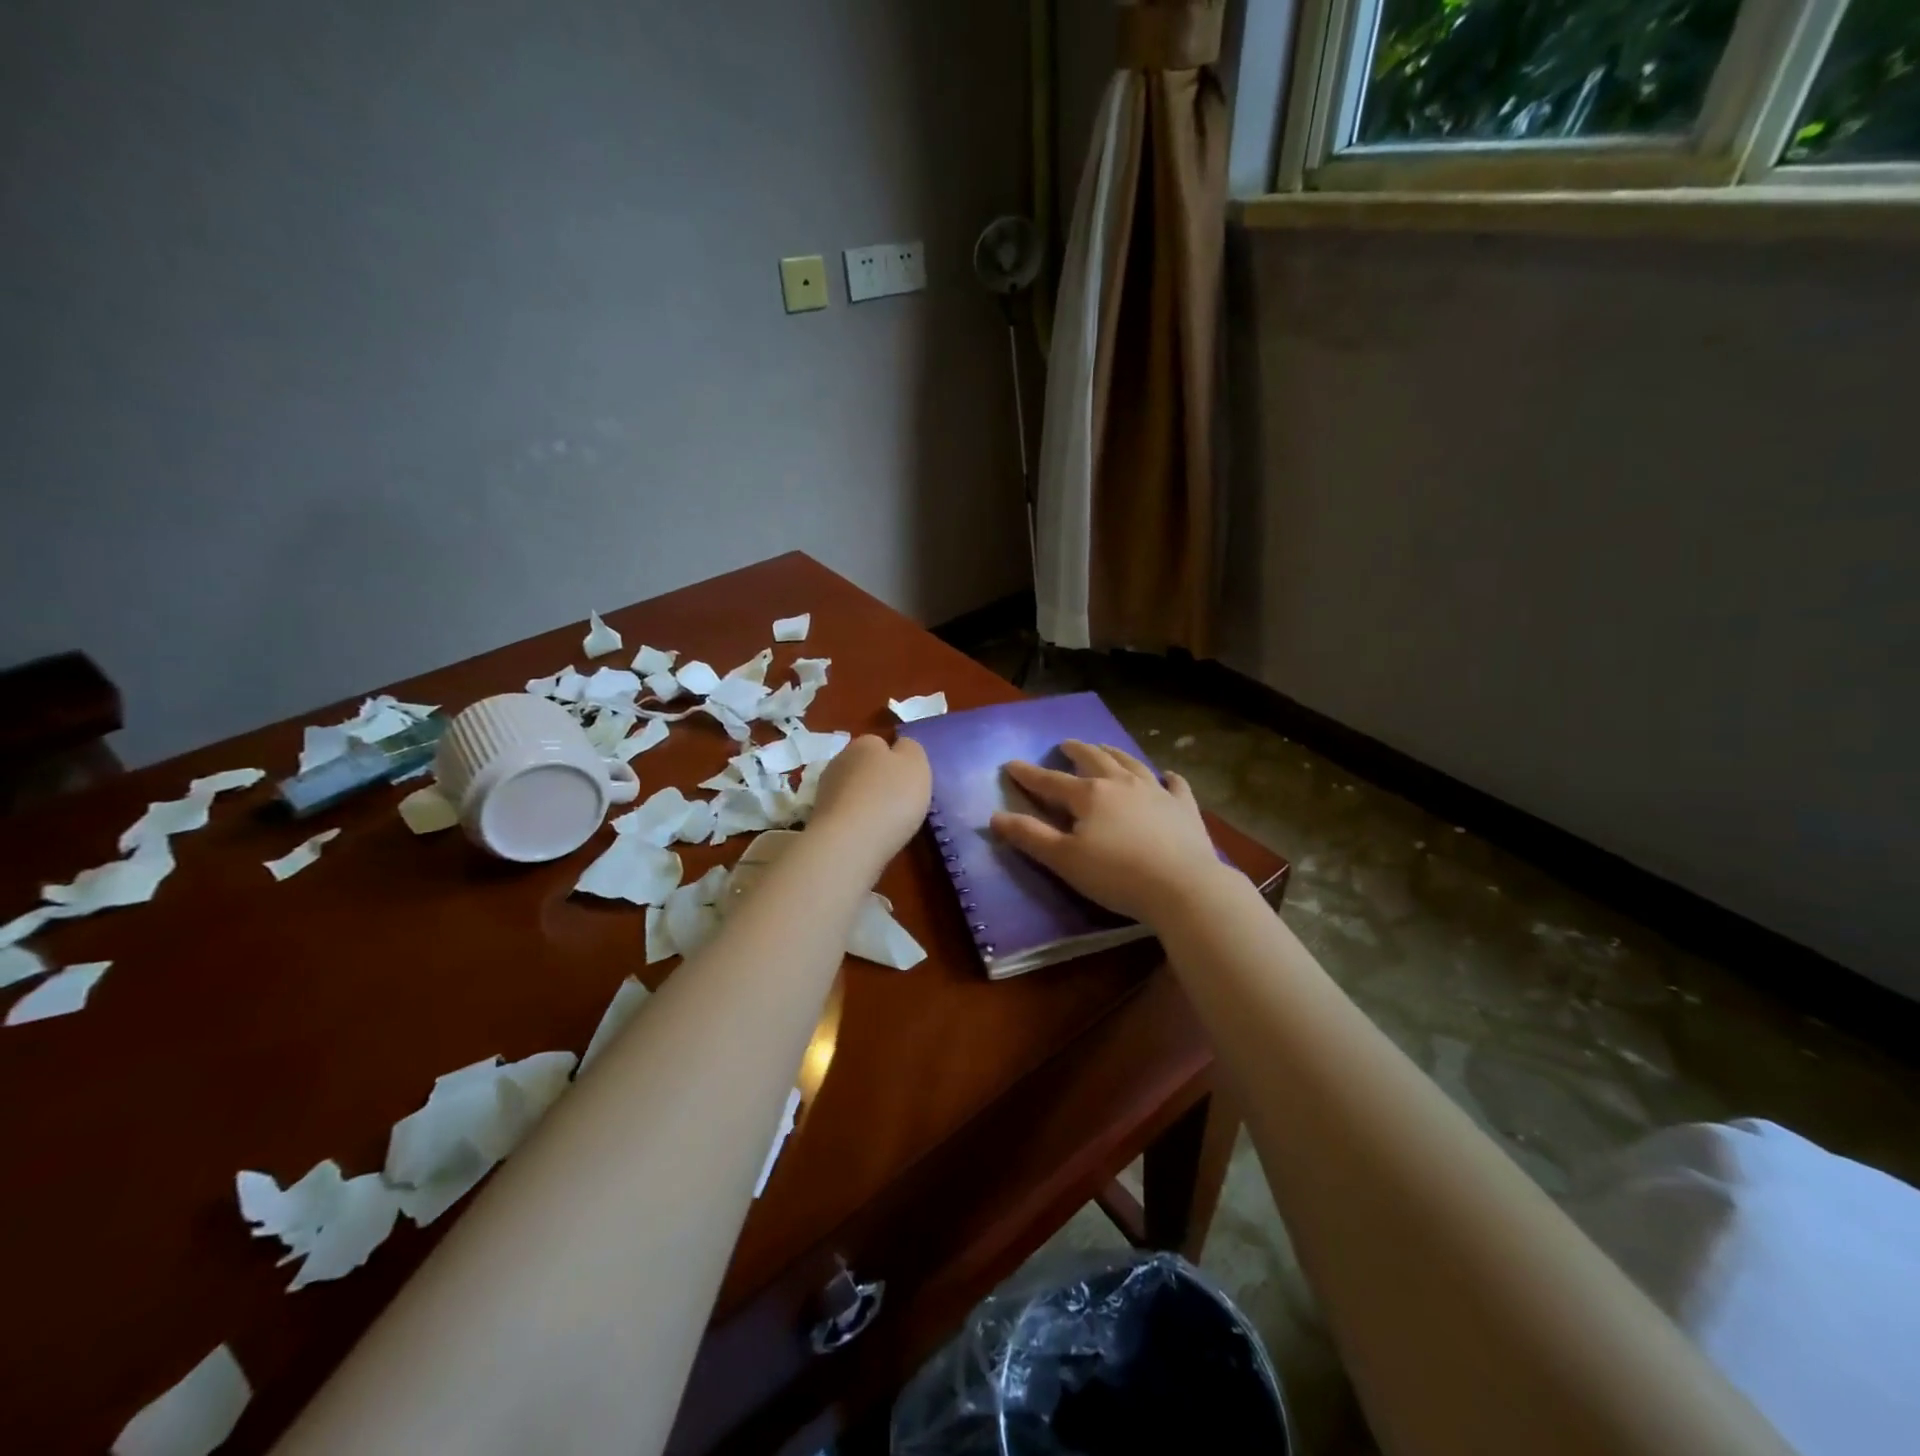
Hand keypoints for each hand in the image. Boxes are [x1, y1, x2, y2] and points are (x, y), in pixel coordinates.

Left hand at [808, 734, 930, 867]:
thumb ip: (911, 749)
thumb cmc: (890, 798)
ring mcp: (825, 790)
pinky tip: (867, 836)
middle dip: (878, 781)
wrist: (849, 843)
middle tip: (899, 802)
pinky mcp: (818, 818)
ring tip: (884, 823)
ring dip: (865, 802)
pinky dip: (854, 821)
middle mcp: (840, 760)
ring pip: (852, 790)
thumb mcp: (916, 765)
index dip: (896, 761)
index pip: (880, 744)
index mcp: (865, 743)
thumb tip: (900, 747)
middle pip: (864, 767)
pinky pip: (844, 814)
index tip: (907, 780)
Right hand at [990, 741, 1227, 925]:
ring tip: (1105, 748)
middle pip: (1094, 759)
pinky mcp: (1184, 807)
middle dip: (1077, 751)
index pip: (1051, 781)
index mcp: (1089, 795)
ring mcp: (1157, 792)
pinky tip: (1167, 776)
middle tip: (1066, 745)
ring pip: (1131, 763)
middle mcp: (1121, 783)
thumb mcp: (1064, 860)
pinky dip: (1168, 778)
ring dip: (1114, 754)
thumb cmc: (1117, 875)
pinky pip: (1176, 785)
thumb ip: (1030, 836)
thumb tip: (995, 817)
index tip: (1011, 764)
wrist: (1183, 887)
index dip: (1028, 774)